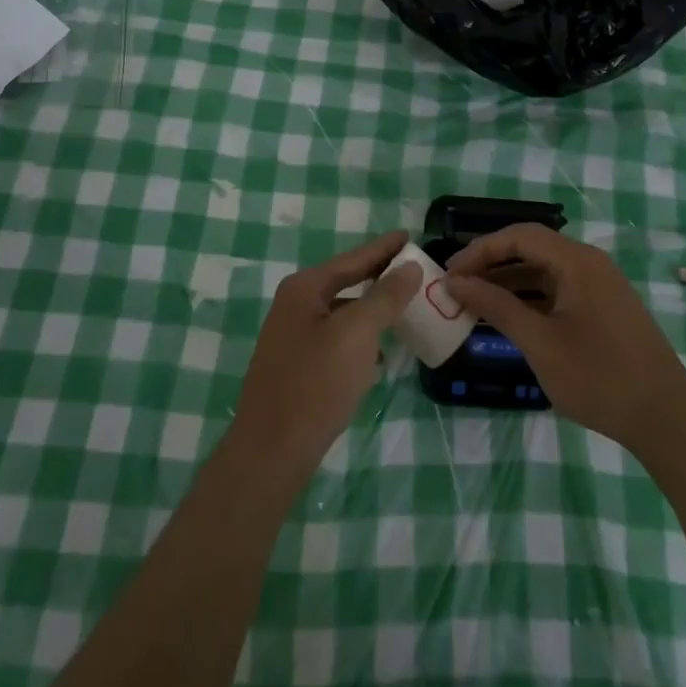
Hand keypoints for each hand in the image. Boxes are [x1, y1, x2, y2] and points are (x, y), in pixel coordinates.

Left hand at [225, 231, 421, 483]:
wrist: (272, 450)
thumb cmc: (316, 383)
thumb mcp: (357, 333)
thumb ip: (384, 296)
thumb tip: (409, 266)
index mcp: (304, 289)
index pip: (353, 258)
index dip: (383, 248)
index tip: (409, 236)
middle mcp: (295, 305)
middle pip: (345, 281)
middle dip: (379, 276)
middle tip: (413, 269)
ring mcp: (293, 337)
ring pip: (342, 312)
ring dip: (371, 308)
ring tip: (404, 307)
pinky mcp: (298, 367)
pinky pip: (337, 339)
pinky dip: (360, 338)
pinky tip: (380, 352)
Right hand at [446, 224, 685, 457]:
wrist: (667, 419)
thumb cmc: (599, 377)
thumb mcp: (540, 342)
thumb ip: (496, 305)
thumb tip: (455, 282)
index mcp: (577, 261)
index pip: (519, 235)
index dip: (481, 250)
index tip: (451, 273)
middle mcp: (590, 263)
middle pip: (532, 249)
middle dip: (492, 265)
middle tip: (457, 287)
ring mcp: (600, 286)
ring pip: (544, 271)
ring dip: (509, 283)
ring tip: (475, 304)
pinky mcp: (604, 309)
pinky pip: (559, 291)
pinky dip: (530, 299)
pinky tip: (509, 319)